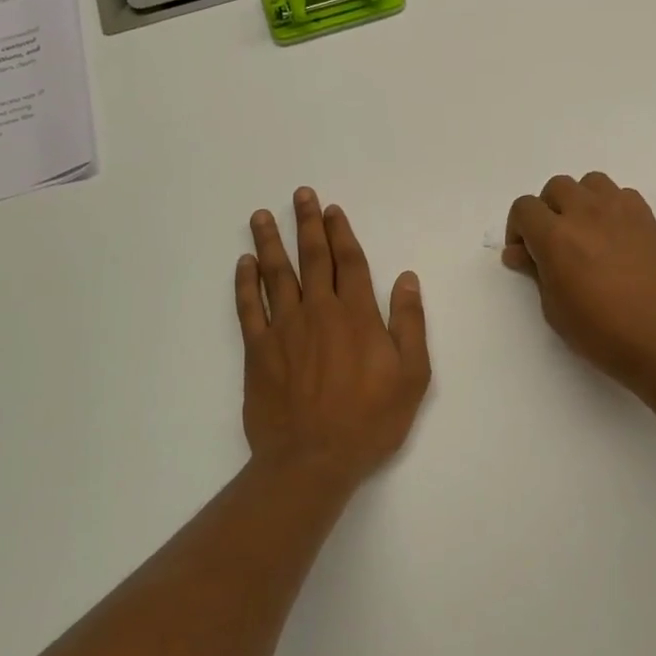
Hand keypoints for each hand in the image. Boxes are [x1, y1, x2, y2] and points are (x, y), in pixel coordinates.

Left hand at [237, 188, 431, 491]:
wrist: (313, 459)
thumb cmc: (370, 419)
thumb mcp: (412, 375)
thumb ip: (410, 323)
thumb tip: (407, 278)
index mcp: (357, 315)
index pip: (350, 263)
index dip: (341, 233)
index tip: (332, 210)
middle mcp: (319, 312)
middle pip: (312, 258)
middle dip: (308, 225)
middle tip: (300, 195)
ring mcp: (284, 330)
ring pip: (276, 275)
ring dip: (269, 243)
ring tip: (262, 215)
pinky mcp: (258, 351)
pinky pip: (248, 308)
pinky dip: (245, 283)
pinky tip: (243, 264)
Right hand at [504, 173, 655, 385]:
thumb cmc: (601, 332)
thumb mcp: (555, 308)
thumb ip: (535, 272)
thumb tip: (519, 253)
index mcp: (556, 236)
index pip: (524, 208)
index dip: (517, 228)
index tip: (524, 254)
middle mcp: (586, 212)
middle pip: (556, 188)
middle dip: (548, 211)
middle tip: (554, 243)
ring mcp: (620, 211)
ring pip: (590, 183)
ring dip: (581, 201)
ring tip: (586, 232)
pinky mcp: (647, 218)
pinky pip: (622, 194)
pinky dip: (611, 207)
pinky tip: (615, 236)